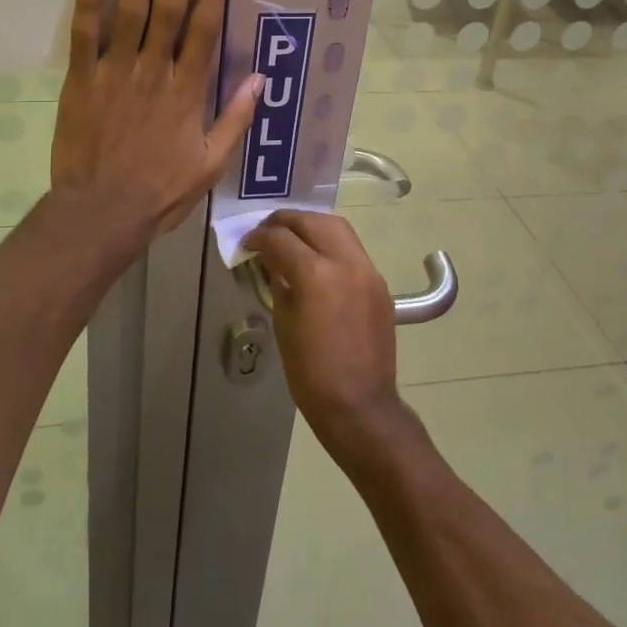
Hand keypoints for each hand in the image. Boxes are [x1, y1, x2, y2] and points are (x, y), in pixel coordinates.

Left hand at [51, 0, 262, 241]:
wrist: (101, 213)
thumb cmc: (161, 191)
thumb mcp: (211, 164)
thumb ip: (234, 119)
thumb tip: (259, 79)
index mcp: (187, 90)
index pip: (204, 26)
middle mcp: (153, 71)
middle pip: (168, 7)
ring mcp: (114, 73)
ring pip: (129, 12)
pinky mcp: (81, 80)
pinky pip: (84, 35)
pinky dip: (89, 1)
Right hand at [247, 212, 409, 465]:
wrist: (360, 405)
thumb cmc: (310, 372)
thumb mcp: (283, 322)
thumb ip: (278, 281)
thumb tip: (271, 260)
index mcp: (316, 274)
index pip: (281, 238)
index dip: (259, 237)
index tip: (248, 243)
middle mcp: (345, 262)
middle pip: (312, 221)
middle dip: (286, 221)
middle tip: (267, 231)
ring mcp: (367, 270)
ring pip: (338, 227)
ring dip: (311, 225)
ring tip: (292, 237)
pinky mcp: (379, 283)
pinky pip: (352, 249)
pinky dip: (331, 244)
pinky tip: (317, 259)